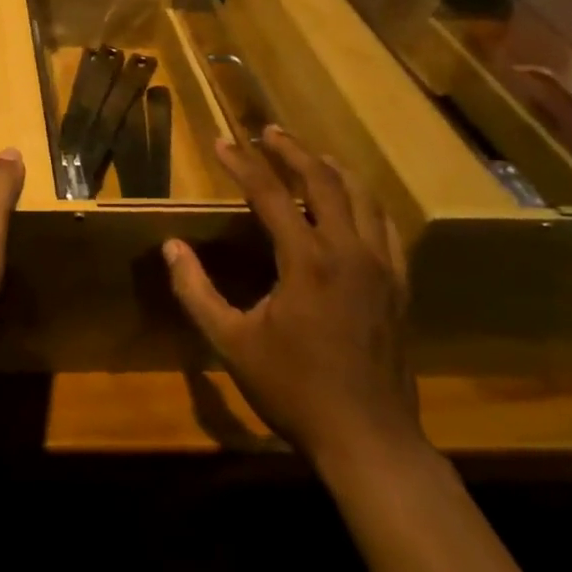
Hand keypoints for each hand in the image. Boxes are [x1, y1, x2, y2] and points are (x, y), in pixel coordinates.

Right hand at [165, 125, 425, 477]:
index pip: (269, 194)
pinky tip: (355, 204)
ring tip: (311, 155)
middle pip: (323, 181)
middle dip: (293, 150)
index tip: (220, 142)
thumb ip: (196, 291)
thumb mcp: (231, 343)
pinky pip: (387, 228)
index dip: (242, 163)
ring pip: (363, 197)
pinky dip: (366, 203)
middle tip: (268, 131)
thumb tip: (171, 248)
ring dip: (333, 169)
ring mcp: (381, 267)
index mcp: (307, 261)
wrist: (369, 440)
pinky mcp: (400, 286)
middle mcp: (349, 251)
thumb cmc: (294, 389)